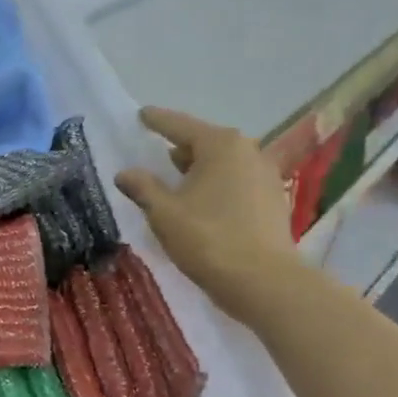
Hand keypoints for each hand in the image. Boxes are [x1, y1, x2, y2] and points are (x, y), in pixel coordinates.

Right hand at [113, 107, 297, 322]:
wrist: (263, 281)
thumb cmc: (207, 238)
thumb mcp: (163, 212)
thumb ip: (142, 188)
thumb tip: (125, 173)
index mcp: (220, 146)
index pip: (180, 126)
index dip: (157, 121)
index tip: (141, 115)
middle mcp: (248, 152)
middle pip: (206, 142)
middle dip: (181, 146)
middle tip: (156, 150)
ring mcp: (265, 176)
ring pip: (223, 163)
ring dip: (199, 168)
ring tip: (176, 178)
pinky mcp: (272, 200)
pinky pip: (235, 181)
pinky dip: (215, 184)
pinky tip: (201, 200)